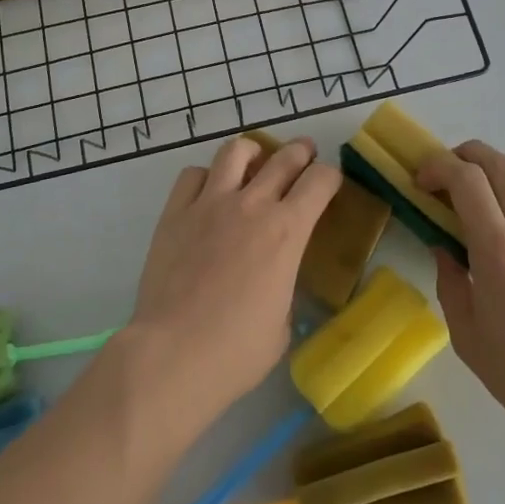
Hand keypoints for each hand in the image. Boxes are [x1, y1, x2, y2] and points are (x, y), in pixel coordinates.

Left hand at [125, 135, 339, 431]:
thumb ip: (283, 284)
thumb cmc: (237, 351)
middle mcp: (251, 204)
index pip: (320, 181)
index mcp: (287, 231)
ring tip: (254, 161)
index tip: (330, 182)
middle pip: (284, 157)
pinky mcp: (175, 211)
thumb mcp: (282, 322)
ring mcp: (210, 203)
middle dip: (300, 152)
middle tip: (304, 154)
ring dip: (252, 151)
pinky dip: (206, 177)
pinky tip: (208, 192)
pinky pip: (193, 175)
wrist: (174, 353)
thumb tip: (274, 277)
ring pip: (236, 151)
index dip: (331, 176)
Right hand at [419, 141, 504, 463]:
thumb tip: (444, 249)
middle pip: (499, 164)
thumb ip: (450, 283)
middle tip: (447, 174)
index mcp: (497, 250)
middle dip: (465, 155)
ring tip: (482, 196)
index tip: (422, 182)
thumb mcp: (467, 336)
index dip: (438, 166)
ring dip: (498, 174)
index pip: (466, 179)